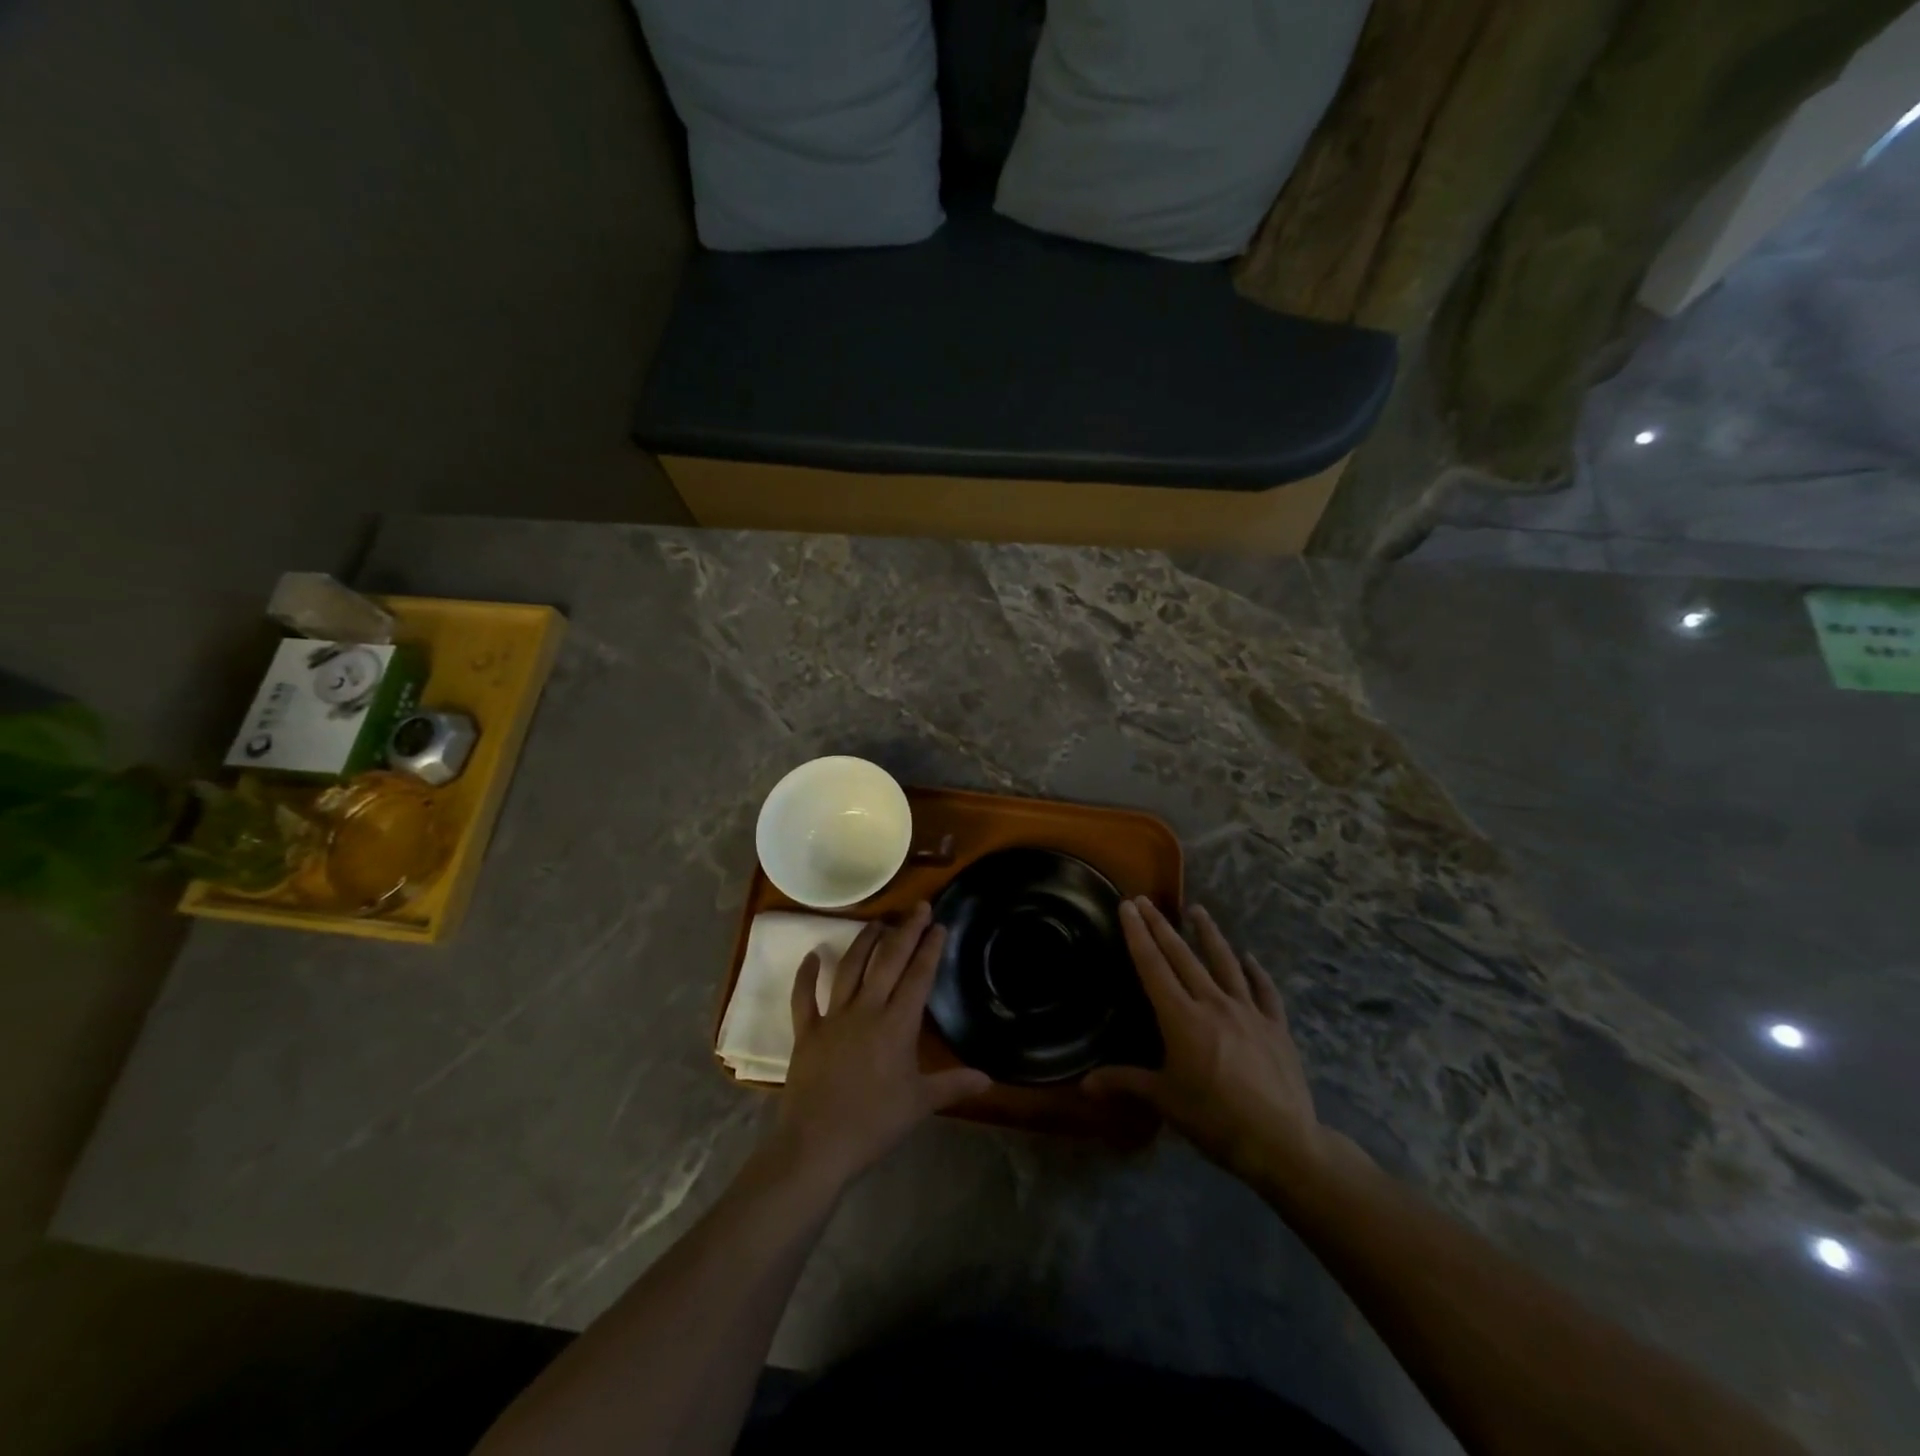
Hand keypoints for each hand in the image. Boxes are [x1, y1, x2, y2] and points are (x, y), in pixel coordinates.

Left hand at [771, 903, 990, 1192]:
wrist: (816, 1145)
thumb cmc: (873, 1124)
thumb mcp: (920, 1104)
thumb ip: (954, 1085)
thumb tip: (989, 1079)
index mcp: (896, 1025)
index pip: (918, 976)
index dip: (930, 948)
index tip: (939, 924)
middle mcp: (866, 1010)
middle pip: (888, 961)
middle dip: (905, 931)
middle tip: (917, 907)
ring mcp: (833, 1017)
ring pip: (850, 968)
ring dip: (864, 942)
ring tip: (878, 922)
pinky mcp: (806, 1031)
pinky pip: (805, 997)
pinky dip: (807, 974)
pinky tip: (814, 955)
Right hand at [1085, 899, 1325, 1188]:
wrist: (1280, 1141)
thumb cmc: (1213, 1118)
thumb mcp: (1164, 1100)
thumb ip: (1124, 1083)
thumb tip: (1083, 1085)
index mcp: (1181, 1017)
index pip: (1153, 966)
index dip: (1138, 934)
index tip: (1128, 906)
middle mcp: (1213, 1003)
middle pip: (1183, 956)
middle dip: (1161, 926)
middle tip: (1147, 900)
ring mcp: (1248, 1011)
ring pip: (1225, 962)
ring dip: (1209, 934)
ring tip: (1198, 910)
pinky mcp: (1276, 1026)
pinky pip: (1264, 990)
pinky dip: (1256, 972)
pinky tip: (1250, 959)